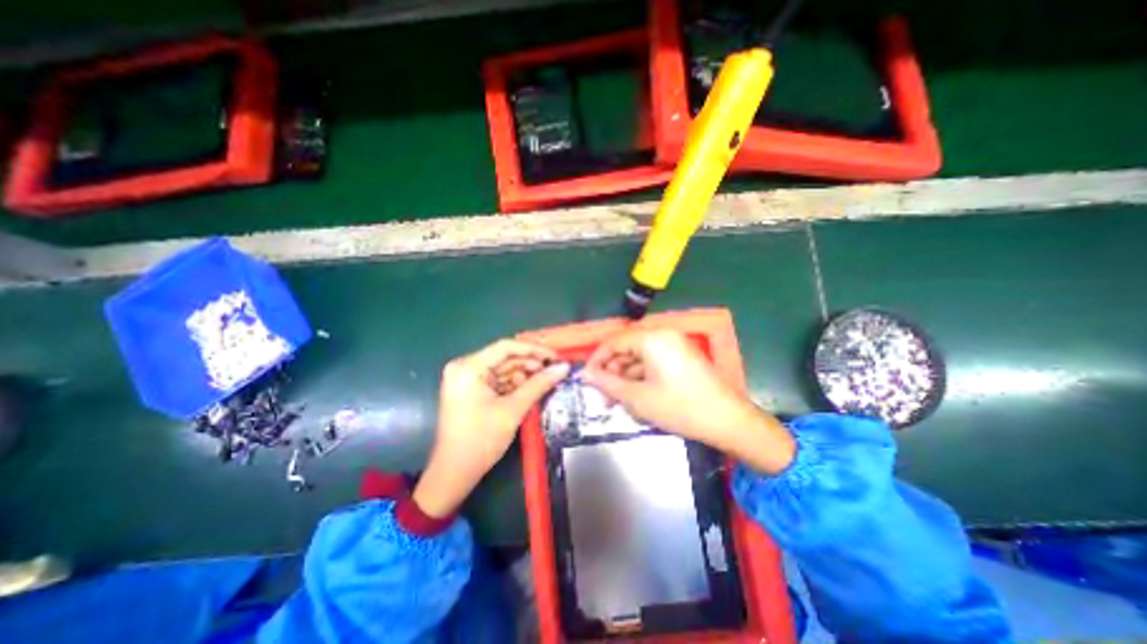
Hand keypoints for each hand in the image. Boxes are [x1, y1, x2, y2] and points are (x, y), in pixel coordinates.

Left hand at [415, 342, 569, 516]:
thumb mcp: (513, 410)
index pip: (506, 347)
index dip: (534, 349)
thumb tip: (563, 368)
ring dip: (524, 375)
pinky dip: (514, 384)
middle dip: (530, 364)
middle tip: (554, 370)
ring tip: (546, 381)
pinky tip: (531, 389)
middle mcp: (464, 367)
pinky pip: (497, 380)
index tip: (556, 356)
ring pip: (502, 369)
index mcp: (468, 367)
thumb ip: (539, 385)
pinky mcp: (470, 390)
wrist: (454, 474)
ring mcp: (466, 379)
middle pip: (504, 357)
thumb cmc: (481, 440)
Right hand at [583, 331, 800, 475]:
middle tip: (602, 395)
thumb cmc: (679, 407)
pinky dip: (641, 377)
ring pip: (639, 357)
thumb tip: (585, 374)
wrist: (728, 421)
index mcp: (652, 338)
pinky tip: (635, 397)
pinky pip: (653, 362)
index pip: (614, 341)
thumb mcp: (637, 397)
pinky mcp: (682, 357)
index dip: (597, 360)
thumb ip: (607, 383)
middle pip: (627, 348)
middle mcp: (663, 335)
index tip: (586, 378)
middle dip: (612, 372)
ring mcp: (675, 345)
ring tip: (616, 402)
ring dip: (625, 377)